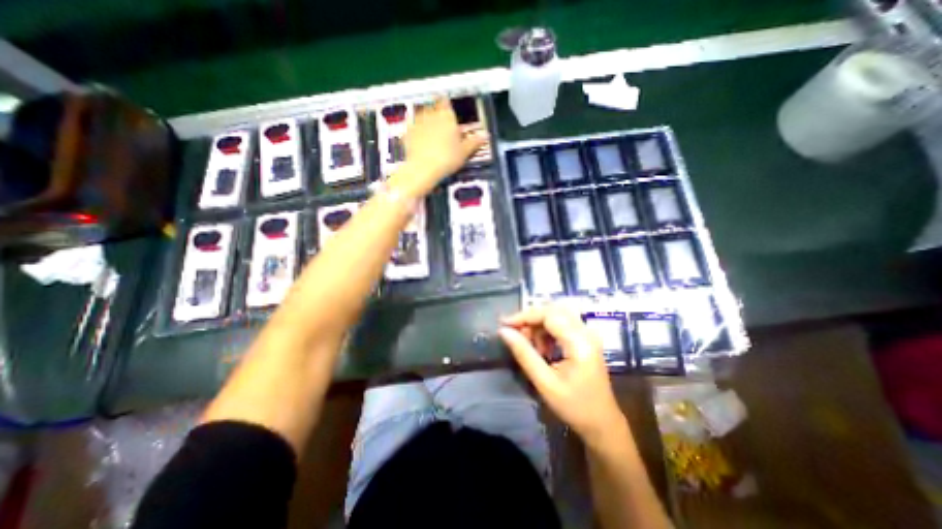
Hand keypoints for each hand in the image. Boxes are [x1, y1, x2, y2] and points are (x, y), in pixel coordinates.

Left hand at [387, 96, 484, 198]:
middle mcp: (431, 114)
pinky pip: (411, 127)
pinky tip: (418, 139)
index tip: (448, 108)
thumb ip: (474, 142)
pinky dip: (415, 131)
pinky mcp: (407, 133)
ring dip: (425, 119)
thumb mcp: (464, 152)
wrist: (423, 169)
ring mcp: (417, 123)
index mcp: (447, 116)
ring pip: (421, 115)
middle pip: (433, 107)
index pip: (446, 101)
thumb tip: (485, 135)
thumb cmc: (447, 158)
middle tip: (441, 121)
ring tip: (430, 129)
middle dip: (437, 112)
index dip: (447, 104)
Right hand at [497, 303, 626, 444]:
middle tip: (515, 335)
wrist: (602, 423)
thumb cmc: (574, 407)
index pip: (549, 315)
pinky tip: (542, 348)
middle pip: (553, 311)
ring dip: (538, 326)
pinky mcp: (585, 339)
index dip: (524, 316)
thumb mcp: (545, 383)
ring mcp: (587, 334)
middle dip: (530, 320)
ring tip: (529, 346)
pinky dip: (546, 331)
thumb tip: (504, 331)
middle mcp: (586, 332)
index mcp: (580, 342)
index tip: (504, 324)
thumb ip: (524, 354)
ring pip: (556, 315)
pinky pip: (562, 324)